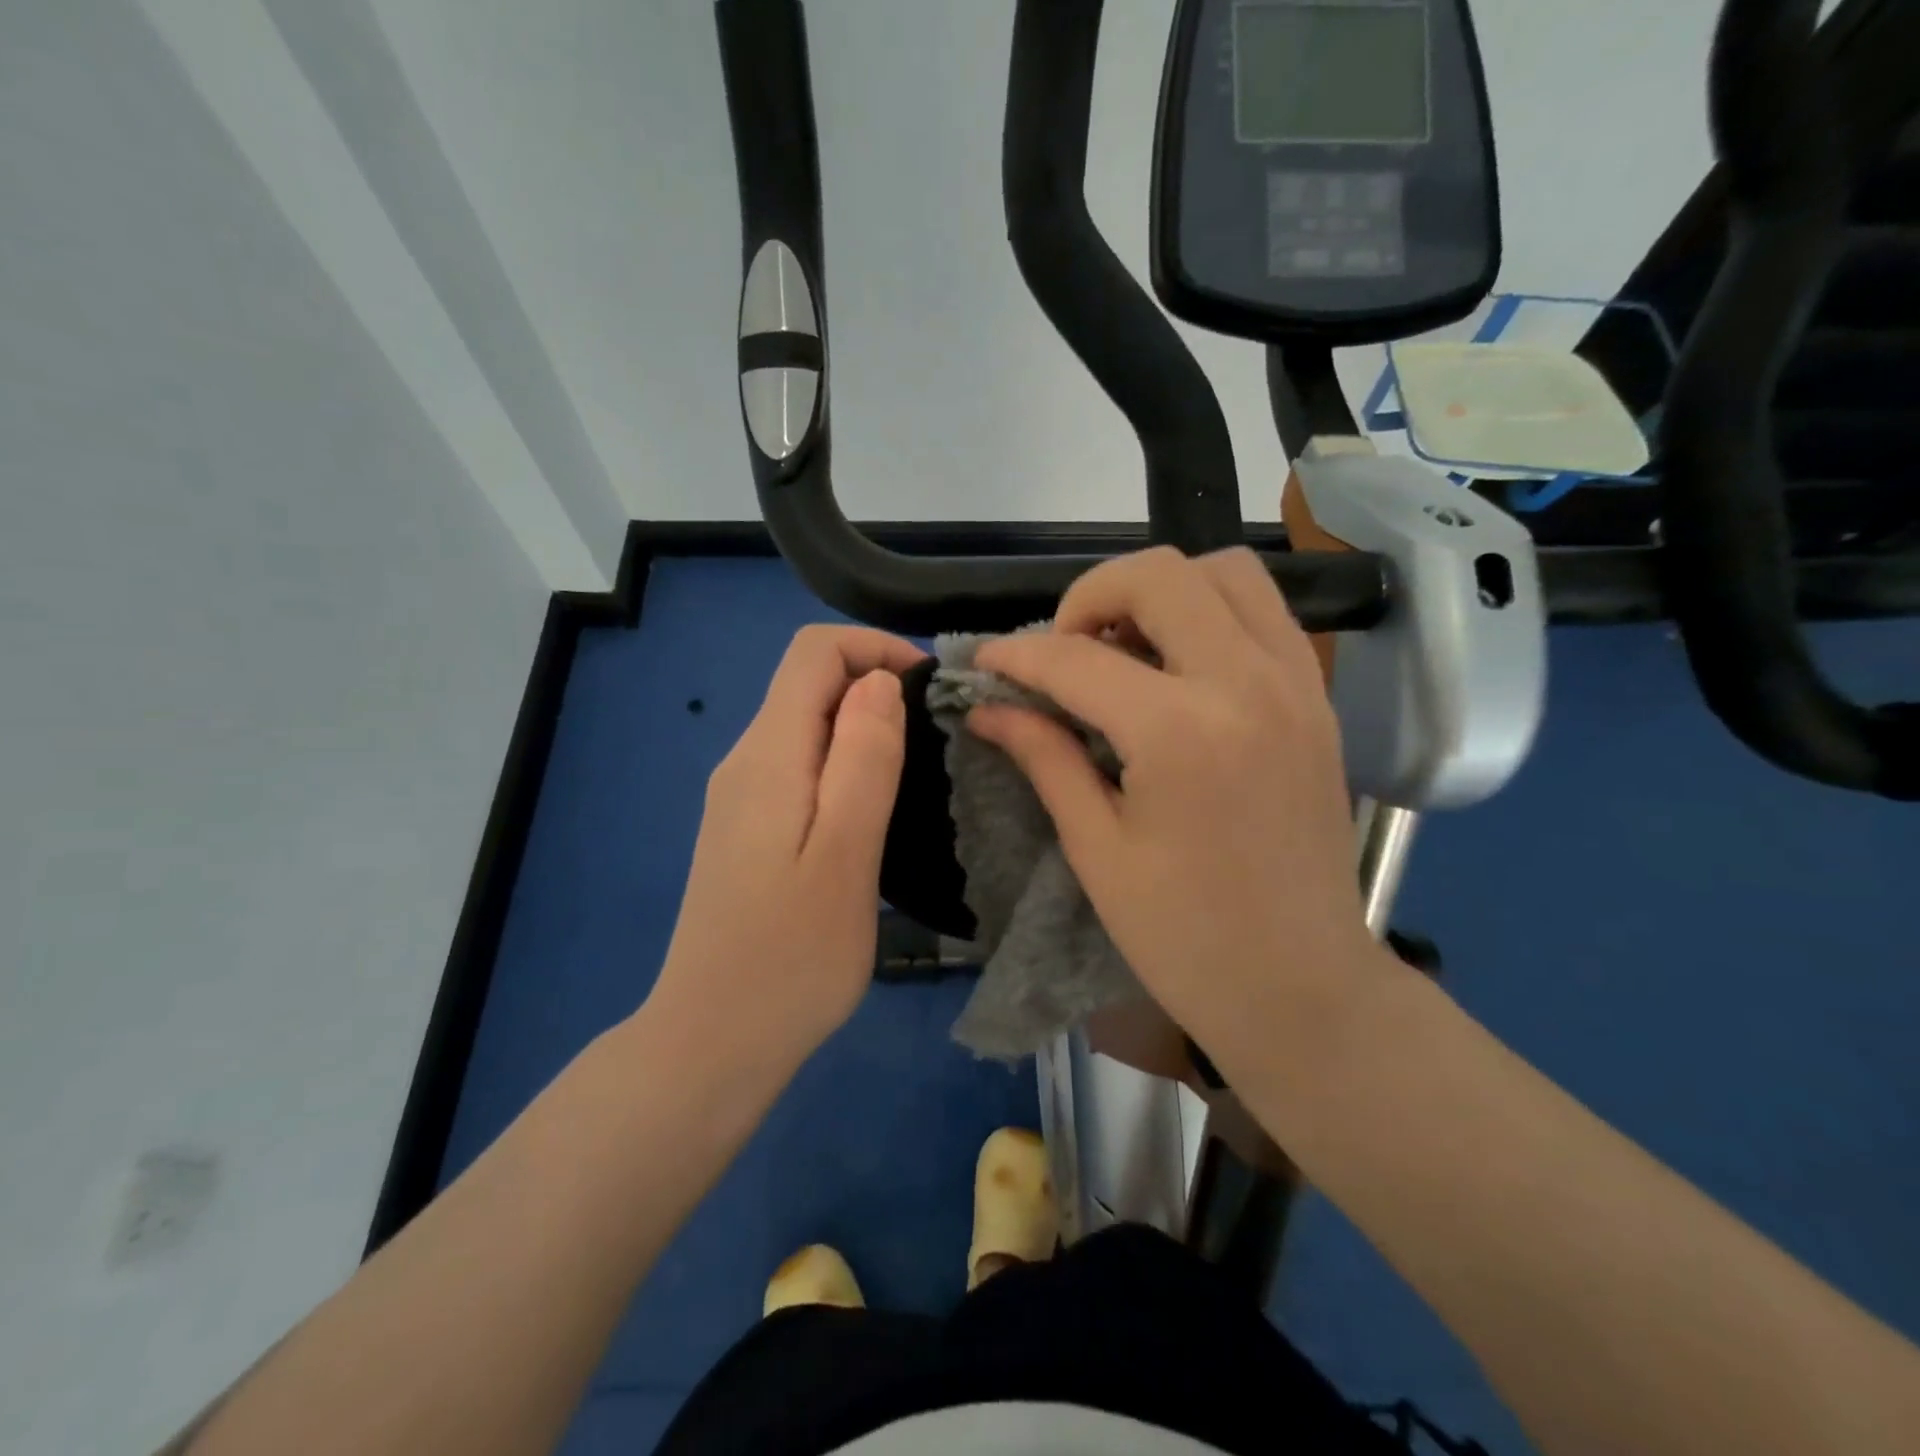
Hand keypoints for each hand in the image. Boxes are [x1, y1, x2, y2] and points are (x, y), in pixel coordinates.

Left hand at [646, 625, 923, 1079]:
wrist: (712, 1042)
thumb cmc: (790, 956)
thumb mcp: (845, 854)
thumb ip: (863, 760)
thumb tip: (879, 682)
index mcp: (767, 755)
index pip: (813, 652)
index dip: (875, 648)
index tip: (930, 690)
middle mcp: (744, 761)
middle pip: (808, 683)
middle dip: (876, 686)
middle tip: (936, 739)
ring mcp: (740, 798)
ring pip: (805, 725)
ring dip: (864, 728)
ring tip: (916, 775)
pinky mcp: (746, 830)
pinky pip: (799, 766)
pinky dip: (843, 763)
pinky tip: (873, 812)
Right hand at [968, 548, 1383, 1076]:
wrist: (1303, 986)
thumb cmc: (1185, 937)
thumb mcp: (1097, 849)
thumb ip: (1044, 757)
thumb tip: (988, 709)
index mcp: (1181, 732)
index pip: (1076, 659)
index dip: (1016, 655)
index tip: (982, 663)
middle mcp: (1246, 683)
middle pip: (1159, 574)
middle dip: (1089, 597)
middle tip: (1063, 653)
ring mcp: (1295, 683)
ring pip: (1224, 572)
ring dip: (1159, 592)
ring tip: (1122, 650)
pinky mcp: (1317, 698)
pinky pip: (1263, 612)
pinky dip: (1210, 612)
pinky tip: (1177, 668)